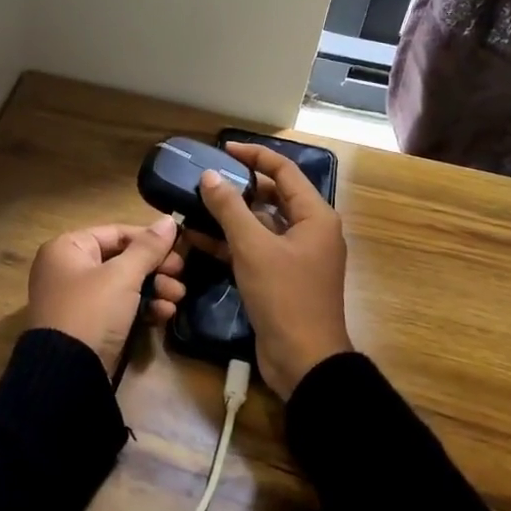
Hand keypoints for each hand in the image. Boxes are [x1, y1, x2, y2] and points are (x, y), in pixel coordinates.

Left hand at [26, 218, 188, 372]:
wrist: (69, 373)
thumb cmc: (92, 311)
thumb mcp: (122, 276)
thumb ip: (148, 247)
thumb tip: (169, 220)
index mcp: (67, 248)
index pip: (116, 232)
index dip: (149, 239)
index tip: (179, 248)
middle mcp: (69, 269)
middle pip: (122, 259)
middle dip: (156, 268)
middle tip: (182, 275)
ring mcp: (79, 299)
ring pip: (125, 284)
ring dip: (155, 288)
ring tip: (178, 297)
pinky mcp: (91, 325)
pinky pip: (121, 307)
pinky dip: (143, 308)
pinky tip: (165, 314)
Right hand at [197, 143, 352, 399]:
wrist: (304, 360)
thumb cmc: (285, 296)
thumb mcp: (253, 248)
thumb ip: (230, 209)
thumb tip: (209, 176)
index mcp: (315, 216)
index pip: (284, 171)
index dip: (254, 156)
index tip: (223, 150)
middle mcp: (310, 230)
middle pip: (273, 196)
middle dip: (239, 187)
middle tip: (206, 179)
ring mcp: (296, 256)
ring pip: (261, 224)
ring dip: (231, 216)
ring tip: (195, 205)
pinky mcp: (281, 277)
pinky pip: (256, 249)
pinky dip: (231, 242)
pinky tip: (198, 238)